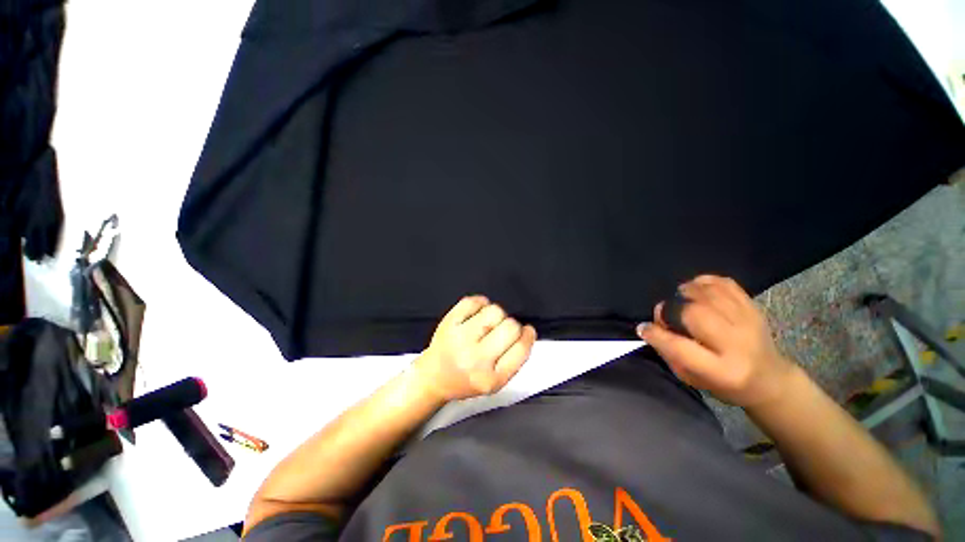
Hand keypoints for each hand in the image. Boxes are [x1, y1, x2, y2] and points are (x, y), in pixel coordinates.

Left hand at [414, 296, 537, 401]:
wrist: (433, 377)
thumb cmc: (467, 381)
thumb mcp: (495, 383)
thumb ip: (514, 360)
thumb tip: (527, 331)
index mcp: (491, 379)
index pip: (521, 349)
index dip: (528, 336)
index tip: (527, 331)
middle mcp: (475, 359)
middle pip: (510, 326)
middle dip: (511, 326)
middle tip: (502, 331)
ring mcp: (460, 338)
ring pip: (495, 311)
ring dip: (496, 315)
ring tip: (488, 324)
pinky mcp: (449, 322)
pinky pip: (474, 301)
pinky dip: (480, 303)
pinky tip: (477, 314)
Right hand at [636, 275, 796, 407]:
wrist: (770, 380)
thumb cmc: (725, 384)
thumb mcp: (693, 379)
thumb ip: (669, 353)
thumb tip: (651, 326)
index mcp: (722, 371)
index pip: (679, 347)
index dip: (655, 334)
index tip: (643, 328)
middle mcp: (737, 344)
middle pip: (694, 314)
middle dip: (671, 310)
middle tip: (667, 314)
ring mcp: (748, 322)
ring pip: (708, 294)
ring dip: (685, 293)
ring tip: (680, 301)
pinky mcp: (754, 307)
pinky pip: (724, 284)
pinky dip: (703, 282)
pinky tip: (696, 291)